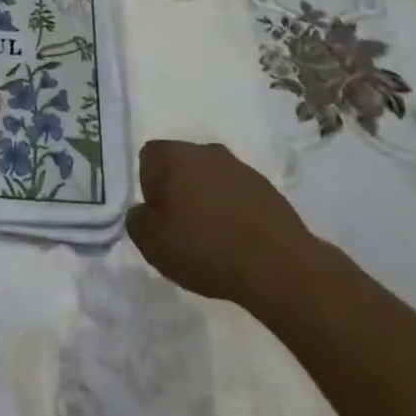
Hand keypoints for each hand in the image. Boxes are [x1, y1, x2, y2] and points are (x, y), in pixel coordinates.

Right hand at [126, 140, 324, 321]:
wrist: (278, 266)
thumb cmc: (205, 248)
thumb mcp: (152, 242)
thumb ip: (136, 220)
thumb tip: (143, 211)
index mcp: (174, 155)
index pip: (148, 157)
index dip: (148, 187)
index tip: (159, 218)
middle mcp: (205, 150)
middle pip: (181, 165)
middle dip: (178, 191)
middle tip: (182, 229)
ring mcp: (240, 166)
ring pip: (211, 178)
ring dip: (207, 200)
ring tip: (213, 239)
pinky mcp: (267, 187)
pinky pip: (238, 194)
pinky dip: (233, 211)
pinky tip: (239, 241)